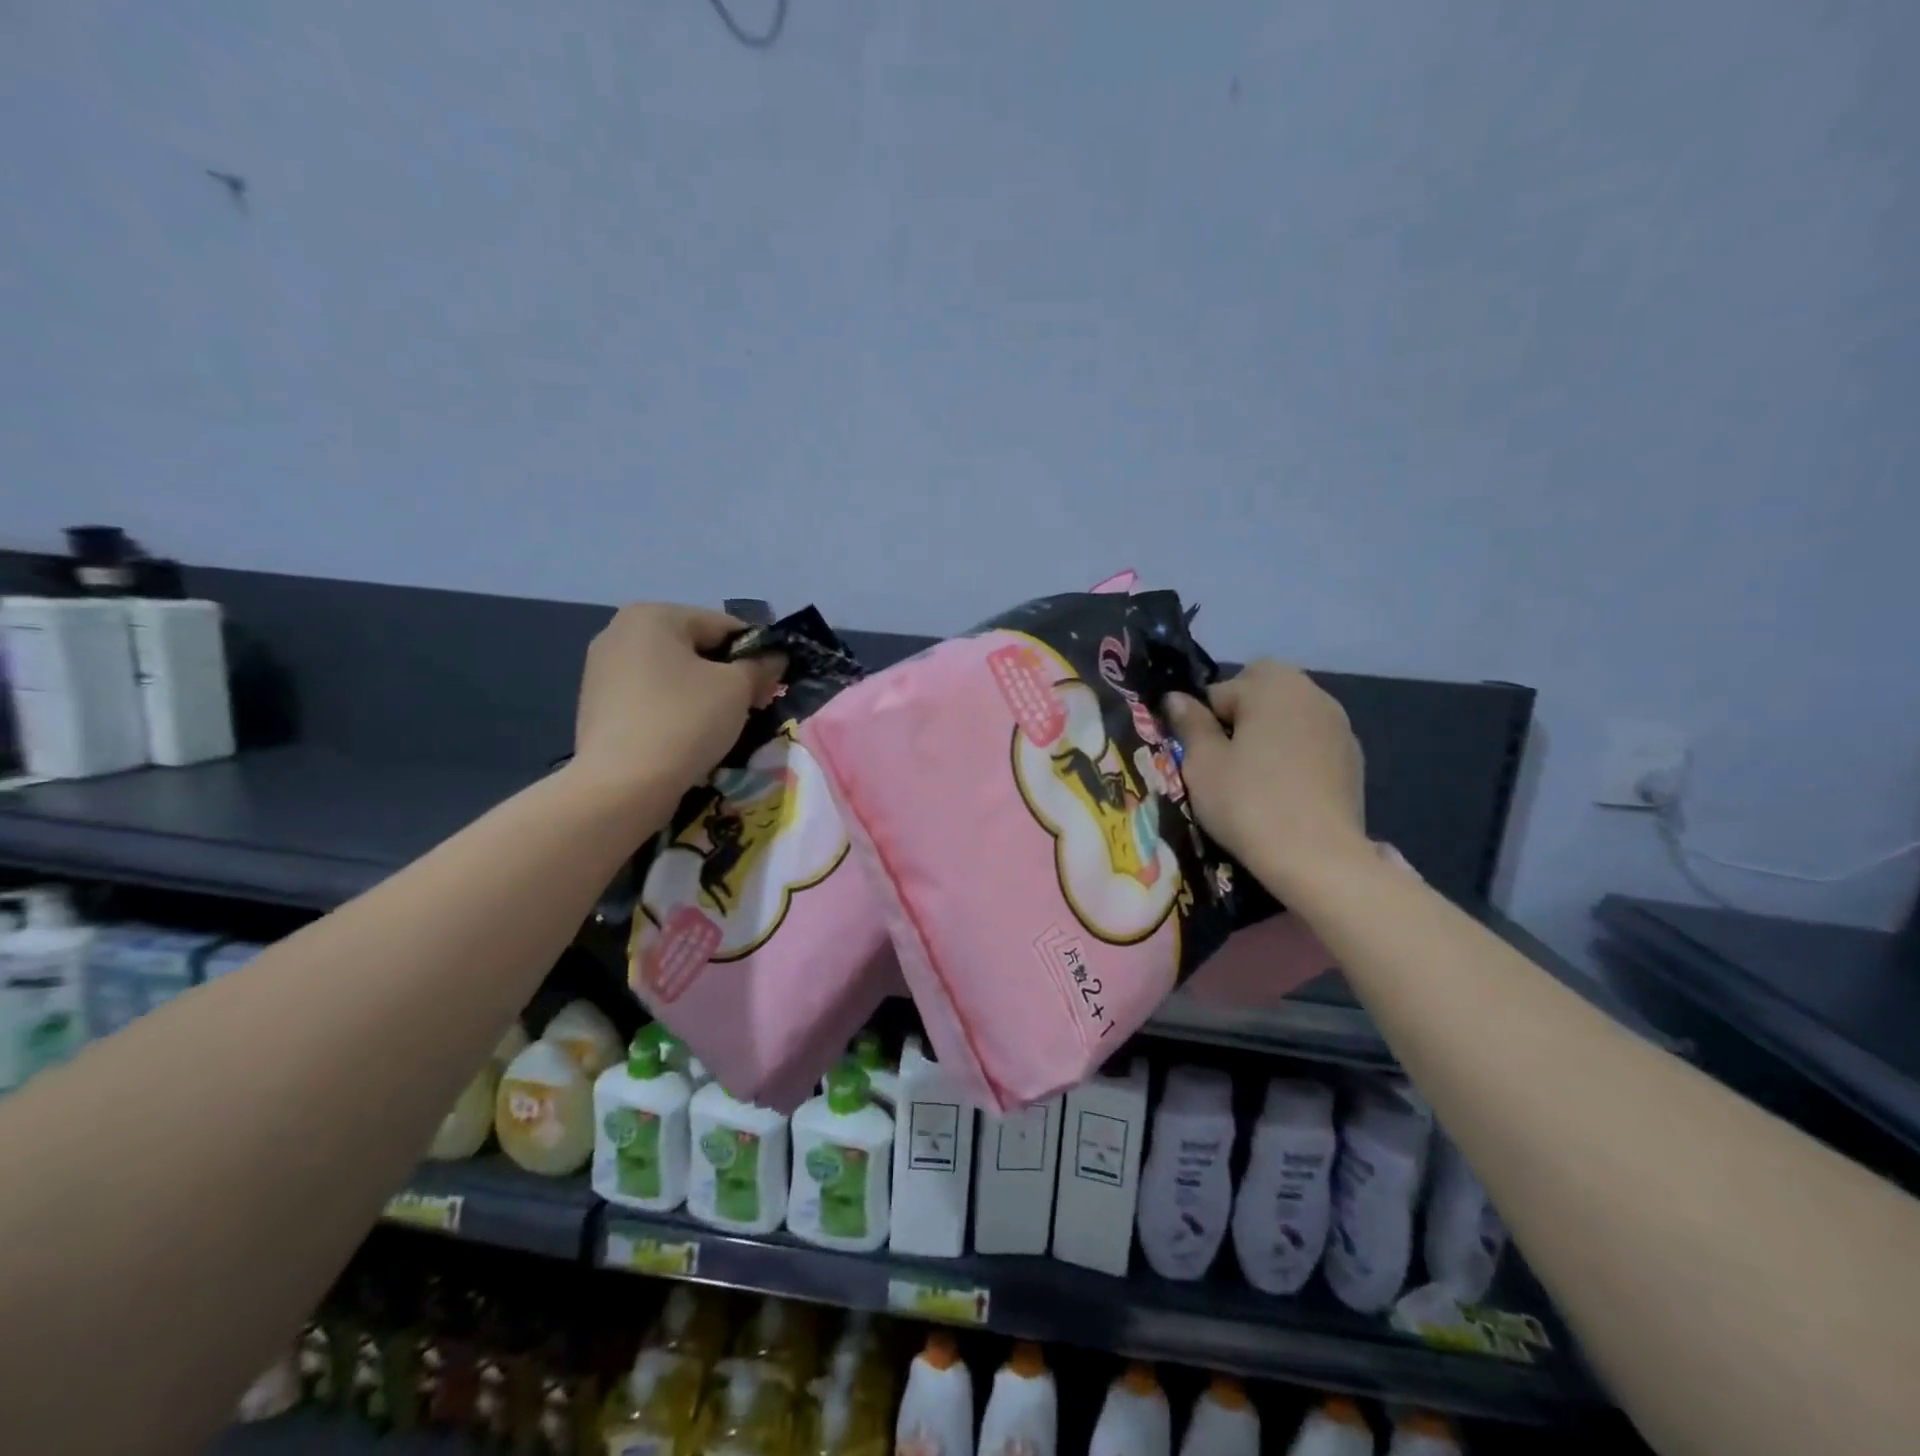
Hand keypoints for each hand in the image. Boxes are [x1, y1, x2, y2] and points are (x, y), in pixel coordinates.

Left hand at [571, 604, 783, 807]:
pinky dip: (675, 710)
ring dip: (703, 694)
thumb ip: (760, 667)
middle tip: (753, 707)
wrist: (622, 786)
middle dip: (728, 674)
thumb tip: (775, 658)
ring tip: (722, 726)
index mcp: (653, 615)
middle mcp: (619, 632)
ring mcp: (602, 670)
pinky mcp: (597, 706)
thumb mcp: (737, 689)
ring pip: (673, 675)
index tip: (773, 685)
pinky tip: (689, 737)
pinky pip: (651, 698)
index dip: (757, 653)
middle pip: (695, 648)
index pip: (724, 626)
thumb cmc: (685, 721)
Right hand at [1166, 660, 1370, 896]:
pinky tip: (1286, 793)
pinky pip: (1312, 744)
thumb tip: (1176, 697)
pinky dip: (1295, 758)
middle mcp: (1312, 694)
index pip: (1222, 689)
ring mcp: (1340, 726)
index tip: (1201, 755)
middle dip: (1241, 719)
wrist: (1318, 858)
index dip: (1205, 720)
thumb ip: (1190, 723)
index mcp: (1272, 685)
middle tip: (1227, 761)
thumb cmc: (1249, 802)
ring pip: (1290, 718)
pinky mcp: (1354, 760)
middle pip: (1262, 694)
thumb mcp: (1202, 763)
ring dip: (1270, 736)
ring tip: (1256, 779)